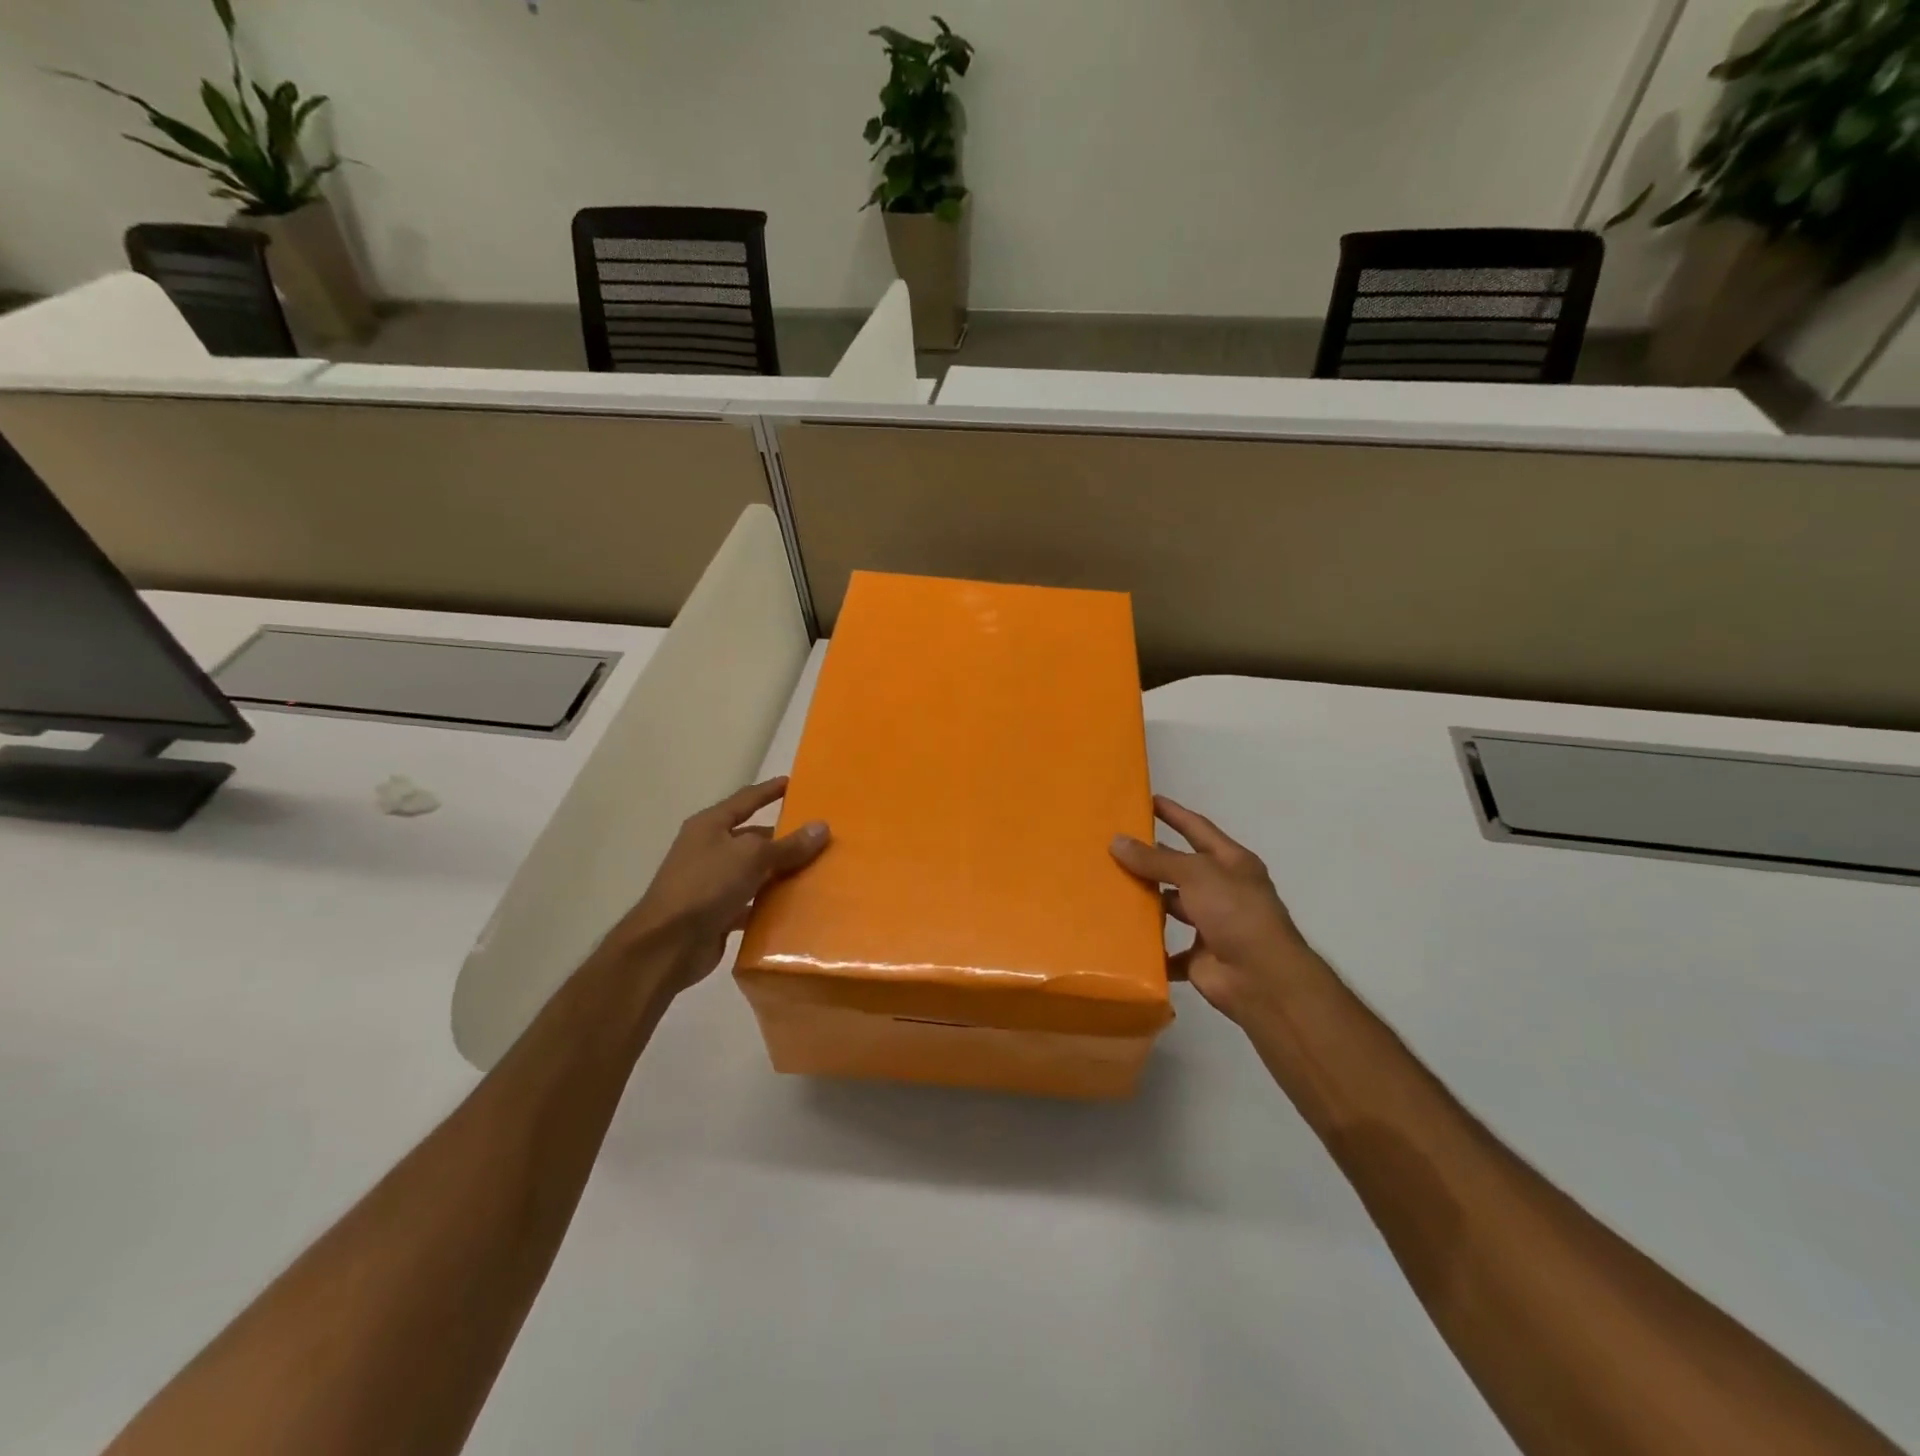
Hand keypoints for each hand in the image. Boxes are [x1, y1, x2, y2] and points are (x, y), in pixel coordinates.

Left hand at [604, 777, 829, 995]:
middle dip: (784, 838)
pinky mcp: (718, 914)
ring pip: (755, 873)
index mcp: (710, 826)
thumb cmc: (706, 885)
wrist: (667, 945)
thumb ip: (788, 845)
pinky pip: (753, 904)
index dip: (769, 791)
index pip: (746, 800)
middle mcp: (710, 850)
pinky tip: (799, 907)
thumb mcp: (751, 857)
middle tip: (820, 837)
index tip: (793, 783)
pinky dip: (772, 905)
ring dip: (781, 873)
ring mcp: (713, 884)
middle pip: (753, 838)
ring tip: (818, 871)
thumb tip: (822, 827)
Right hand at [1110, 796, 1318, 1023]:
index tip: (1147, 800)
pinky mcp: (1199, 957)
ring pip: (1171, 907)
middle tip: (1112, 848)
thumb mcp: (1196, 874)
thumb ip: (1156, 860)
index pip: (1197, 829)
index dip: (1174, 814)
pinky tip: (1120, 936)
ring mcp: (1211, 925)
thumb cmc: (1235, 913)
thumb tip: (1117, 841)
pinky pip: (1167, 949)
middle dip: (1151, 859)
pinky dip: (1149, 946)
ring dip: (1147, 901)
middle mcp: (1222, 890)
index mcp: (1231, 863)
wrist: (1262, 979)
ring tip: (1108, 889)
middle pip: (1180, 869)